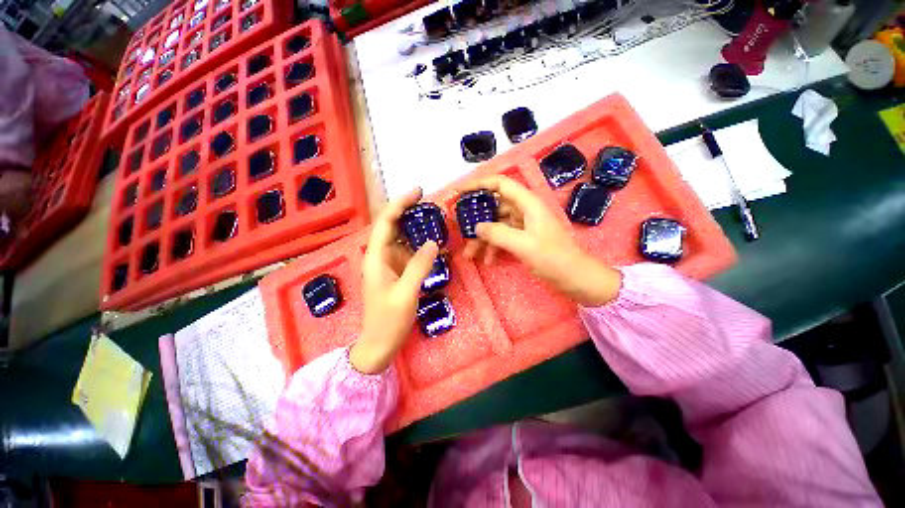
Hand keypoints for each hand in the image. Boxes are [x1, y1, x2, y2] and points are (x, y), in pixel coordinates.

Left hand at [350, 188, 438, 373]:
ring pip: (402, 238)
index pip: (385, 222)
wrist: (379, 344)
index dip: (400, 204)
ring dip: (416, 228)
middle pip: (392, 226)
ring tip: (436, 220)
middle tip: (431, 204)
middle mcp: (380, 256)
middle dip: (409, 212)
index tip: (418, 191)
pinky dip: (420, 245)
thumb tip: (432, 242)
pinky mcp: (397, 272)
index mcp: (375, 258)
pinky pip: (409, 252)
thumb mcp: (405, 294)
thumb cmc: (388, 321)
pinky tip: (434, 244)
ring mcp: (389, 264)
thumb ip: (418, 267)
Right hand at [458, 176, 620, 306]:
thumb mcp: (523, 245)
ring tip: (469, 254)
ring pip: (496, 225)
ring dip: (482, 239)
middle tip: (459, 228)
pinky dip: (493, 247)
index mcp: (528, 204)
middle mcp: (524, 210)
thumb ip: (498, 233)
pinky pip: (503, 238)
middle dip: (476, 219)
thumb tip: (476, 226)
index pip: (500, 184)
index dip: (479, 183)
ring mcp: (523, 225)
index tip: (459, 191)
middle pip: (494, 207)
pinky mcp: (523, 238)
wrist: (575, 278)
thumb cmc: (553, 258)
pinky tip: (488, 261)